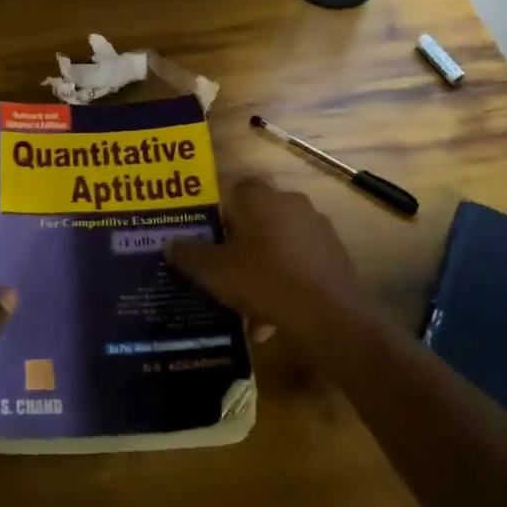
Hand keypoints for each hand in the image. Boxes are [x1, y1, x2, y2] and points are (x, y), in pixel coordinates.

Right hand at [167, 177, 366, 344]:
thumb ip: (189, 254)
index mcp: (260, 197)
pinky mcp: (336, 255)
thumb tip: (171, 244)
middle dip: (241, 241)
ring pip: (279, 242)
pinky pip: (300, 262)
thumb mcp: (214, 272)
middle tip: (224, 268)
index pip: (234, 190)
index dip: (219, 214)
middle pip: (257, 217)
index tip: (209, 240)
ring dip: (264, 264)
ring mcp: (318, 228)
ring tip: (247, 301)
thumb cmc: (264, 281)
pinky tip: (274, 313)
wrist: (330, 317)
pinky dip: (286, 280)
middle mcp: (291, 202)